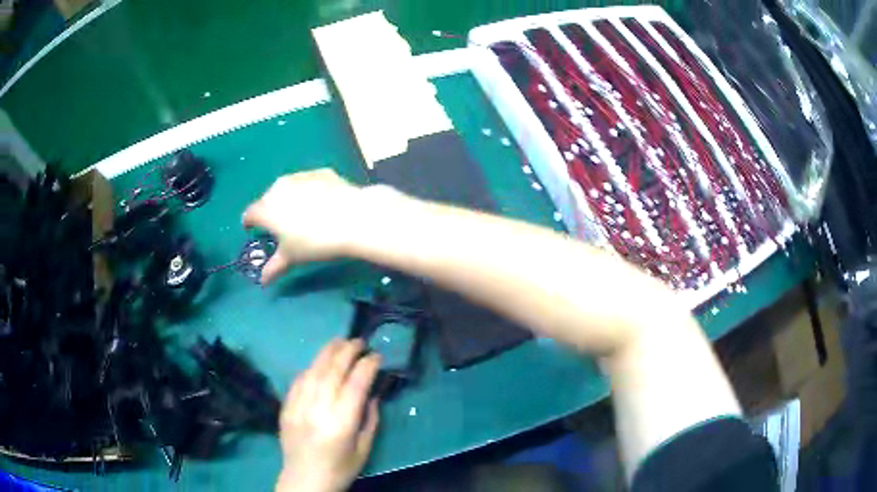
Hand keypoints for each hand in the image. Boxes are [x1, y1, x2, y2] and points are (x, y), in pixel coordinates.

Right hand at [242, 169, 370, 283]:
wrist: (353, 218)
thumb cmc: (315, 242)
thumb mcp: (292, 258)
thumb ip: (274, 267)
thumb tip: (263, 281)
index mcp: (266, 209)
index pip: (249, 214)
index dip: (249, 223)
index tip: (253, 230)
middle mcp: (278, 187)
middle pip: (267, 199)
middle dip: (270, 211)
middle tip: (281, 225)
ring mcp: (300, 176)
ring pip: (287, 188)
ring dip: (289, 198)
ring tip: (302, 214)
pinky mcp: (320, 172)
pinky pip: (308, 182)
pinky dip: (310, 191)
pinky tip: (321, 203)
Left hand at [277, 339, 381, 491]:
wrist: (305, 480)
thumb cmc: (340, 468)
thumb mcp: (364, 449)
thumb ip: (370, 419)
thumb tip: (371, 394)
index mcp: (341, 423)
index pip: (356, 384)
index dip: (367, 366)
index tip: (377, 356)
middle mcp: (318, 409)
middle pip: (333, 371)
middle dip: (348, 351)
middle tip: (359, 341)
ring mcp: (298, 406)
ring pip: (313, 370)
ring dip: (327, 352)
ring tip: (339, 341)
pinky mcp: (286, 407)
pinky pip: (298, 381)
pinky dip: (310, 368)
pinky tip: (318, 363)